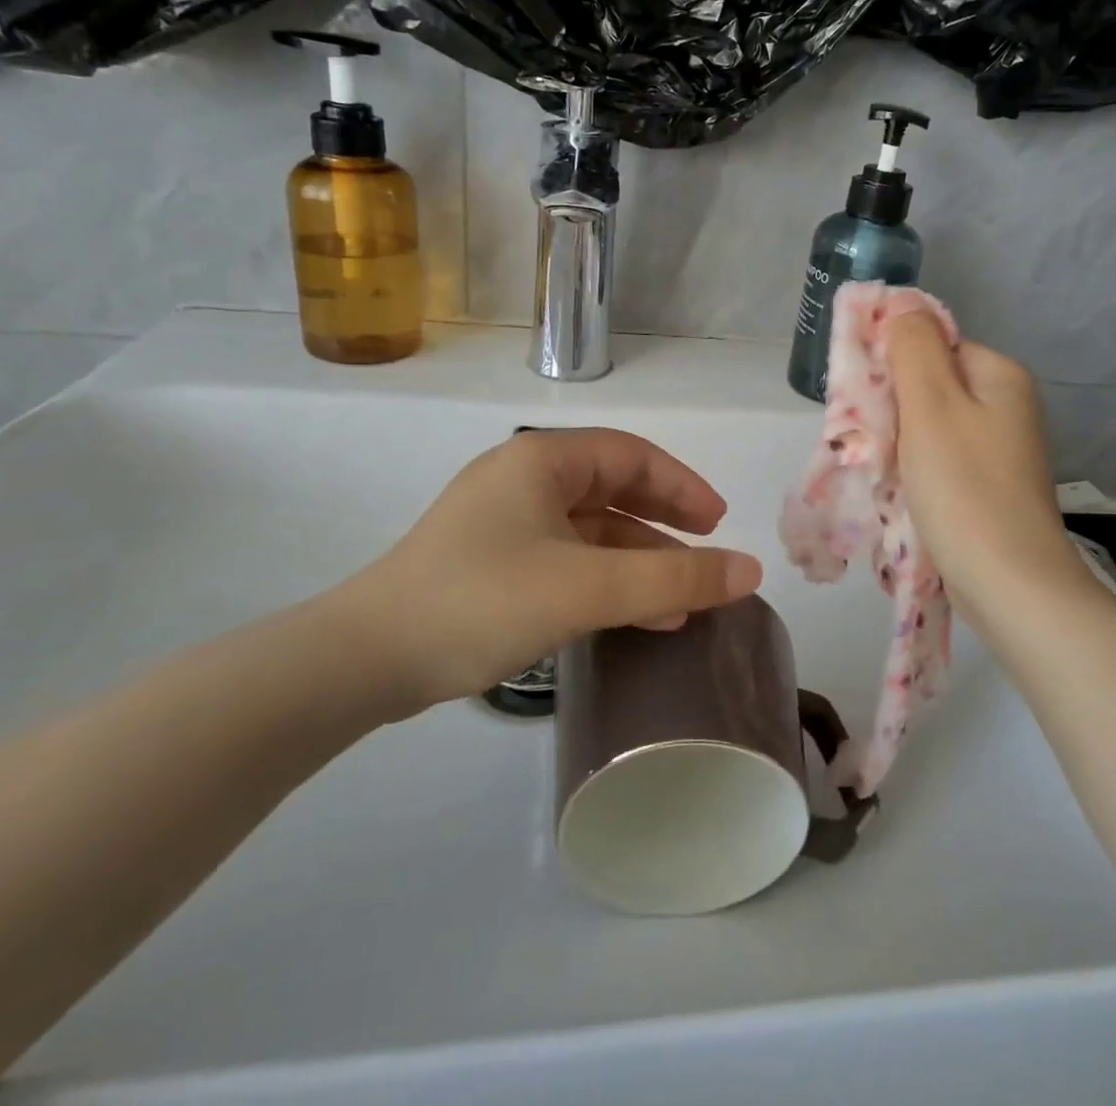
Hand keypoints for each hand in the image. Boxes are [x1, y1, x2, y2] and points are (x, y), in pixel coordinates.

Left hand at [310, 428, 762, 715]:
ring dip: (636, 561)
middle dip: (663, 522)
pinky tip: (629, 617)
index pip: (632, 455)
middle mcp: (523, 479)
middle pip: (612, 489)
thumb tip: (750, 571)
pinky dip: (603, 580)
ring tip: (678, 604)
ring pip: (590, 530)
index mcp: (542, 460)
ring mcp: (503, 522)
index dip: (682, 486)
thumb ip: (674, 579)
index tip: (718, 523)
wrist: (365, 660)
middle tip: (704, 553)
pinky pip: (565, 559)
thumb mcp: (588, 589)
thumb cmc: (483, 601)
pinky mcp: (490, 563)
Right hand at [888, 312, 1077, 613]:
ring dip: (898, 443)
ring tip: (882, 471)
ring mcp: (1000, 449)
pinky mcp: (989, 485)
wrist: (1009, 584)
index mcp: (998, 375)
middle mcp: (1006, 405)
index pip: (931, 346)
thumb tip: (902, 304)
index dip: (892, 366)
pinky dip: (915, 471)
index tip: (866, 403)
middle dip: (892, 409)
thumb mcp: (931, 405)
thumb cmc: (964, 488)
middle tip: (870, 441)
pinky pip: (940, 460)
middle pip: (929, 386)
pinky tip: (901, 494)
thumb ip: (913, 347)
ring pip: (930, 427)